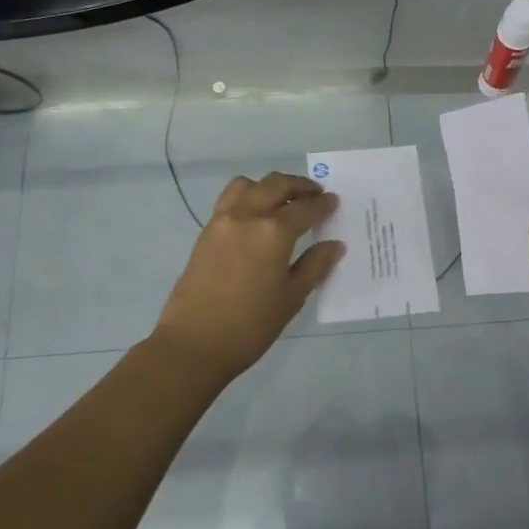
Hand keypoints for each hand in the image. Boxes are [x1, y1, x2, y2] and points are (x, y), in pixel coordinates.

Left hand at [152, 172, 343, 384]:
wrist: (194, 343)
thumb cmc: (250, 326)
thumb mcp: (291, 298)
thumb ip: (314, 266)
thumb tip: (334, 244)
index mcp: (273, 232)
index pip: (305, 208)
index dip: (323, 204)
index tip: (334, 202)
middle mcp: (247, 215)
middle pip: (276, 184)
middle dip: (299, 186)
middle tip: (315, 195)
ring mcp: (222, 220)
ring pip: (248, 185)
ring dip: (269, 186)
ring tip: (282, 201)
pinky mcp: (206, 231)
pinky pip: (230, 199)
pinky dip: (248, 196)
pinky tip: (257, 217)